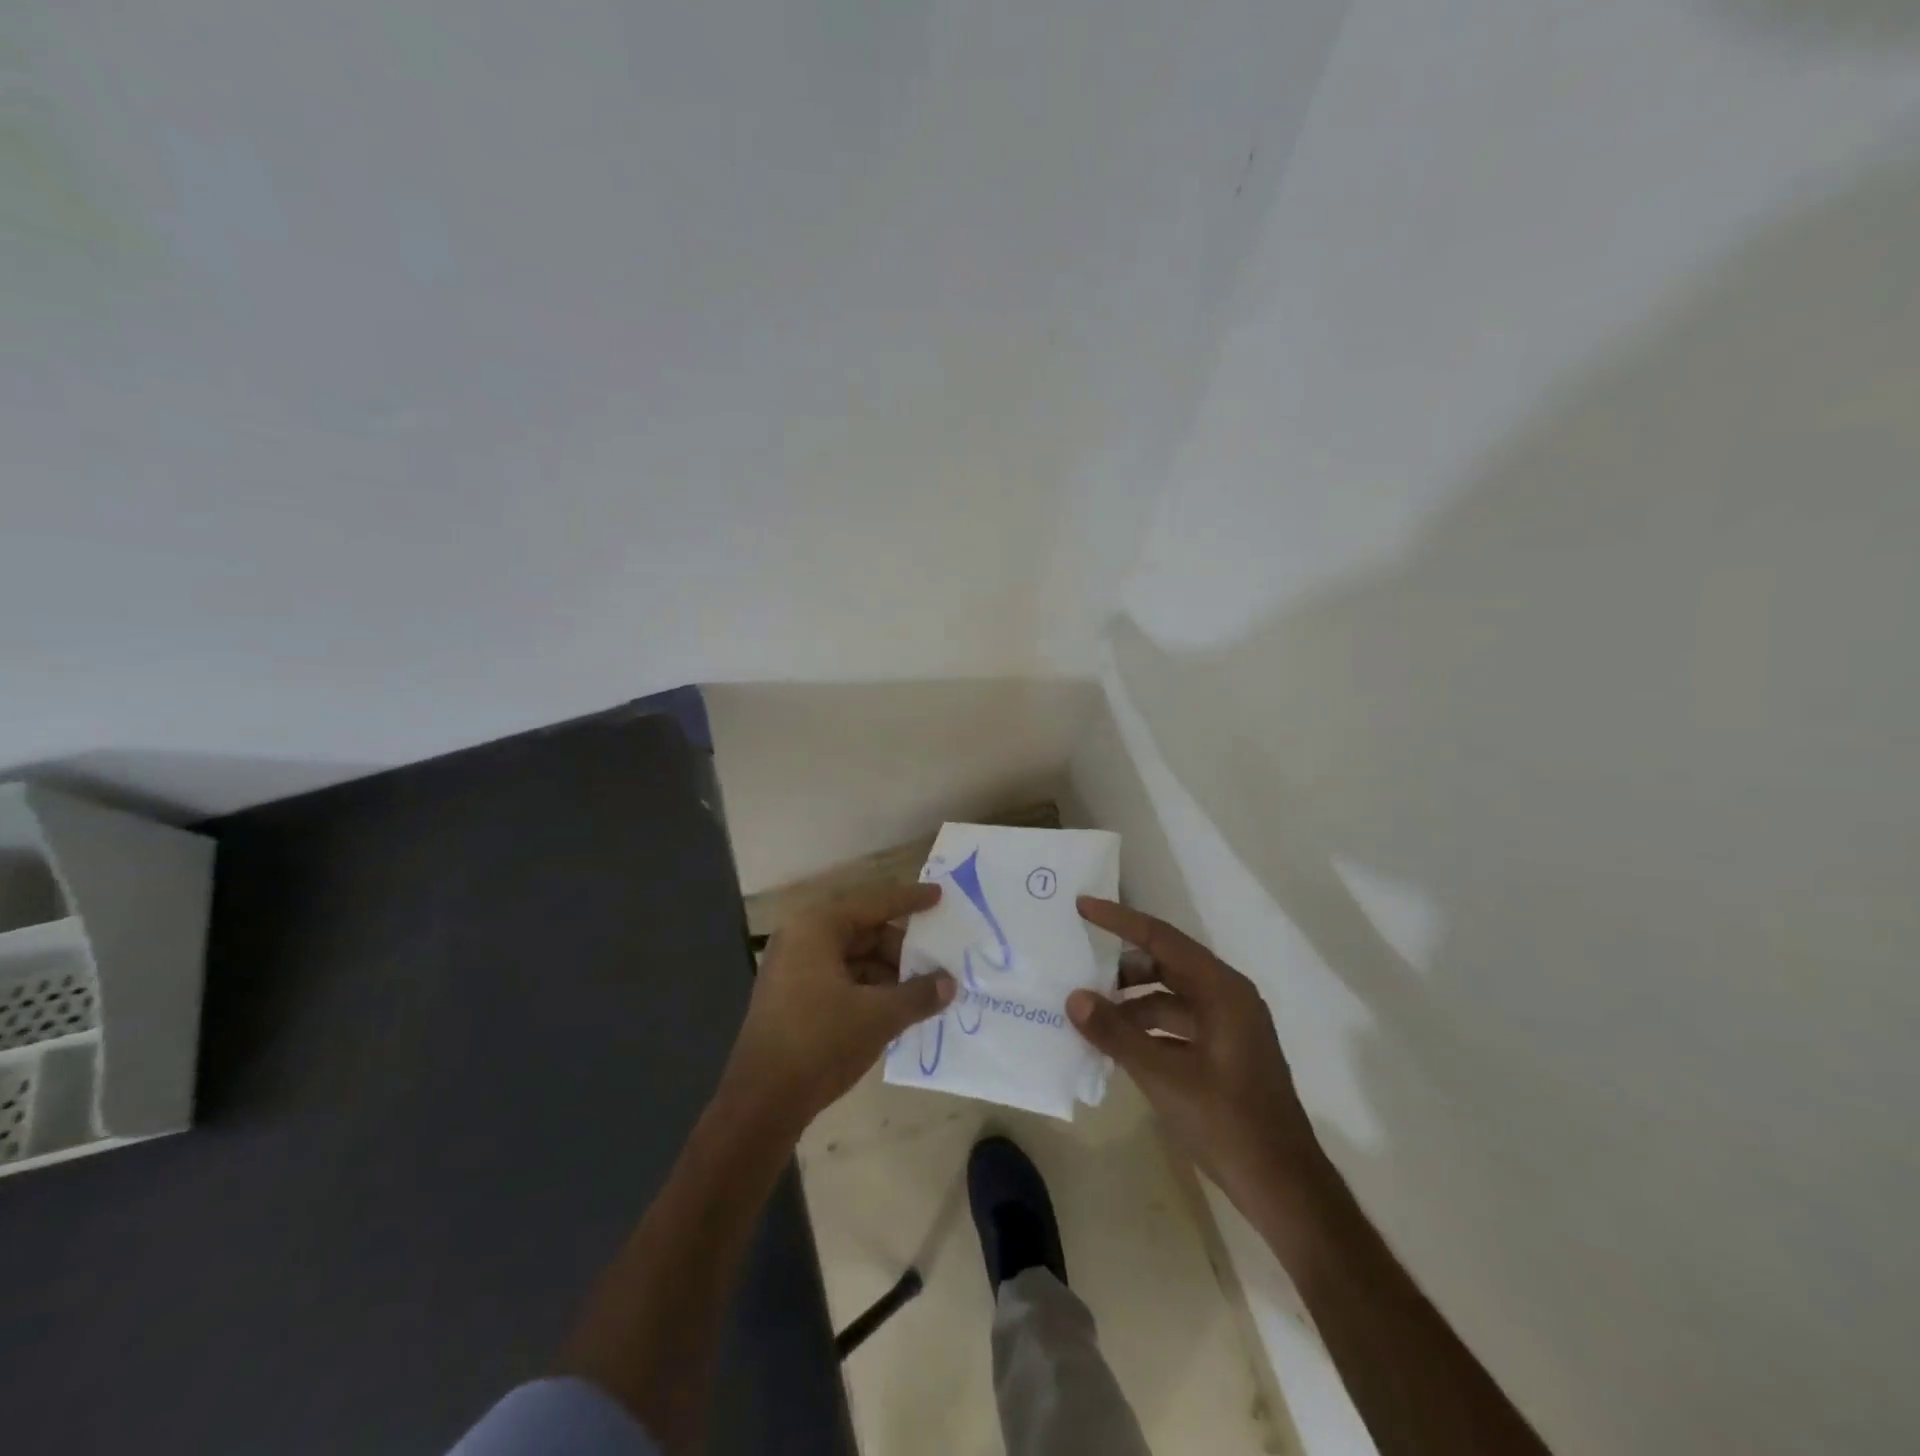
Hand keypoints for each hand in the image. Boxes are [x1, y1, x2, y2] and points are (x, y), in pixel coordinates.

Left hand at [719, 882, 954, 1134]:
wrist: (761, 1103)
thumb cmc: (820, 1043)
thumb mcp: (878, 1016)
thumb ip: (918, 994)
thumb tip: (949, 983)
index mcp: (817, 927)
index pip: (874, 902)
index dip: (910, 900)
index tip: (940, 896)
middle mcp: (801, 938)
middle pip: (864, 930)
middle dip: (901, 947)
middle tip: (937, 961)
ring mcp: (793, 968)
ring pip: (853, 957)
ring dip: (888, 971)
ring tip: (922, 990)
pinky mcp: (792, 996)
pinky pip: (840, 978)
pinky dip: (868, 987)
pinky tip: (895, 1007)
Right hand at [1068, 898, 1325, 1221]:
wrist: (1285, 1189)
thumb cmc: (1229, 1124)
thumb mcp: (1165, 1078)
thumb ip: (1116, 1034)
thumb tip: (1074, 998)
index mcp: (1222, 990)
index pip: (1162, 939)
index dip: (1120, 920)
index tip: (1083, 906)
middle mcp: (1228, 997)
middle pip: (1167, 964)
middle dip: (1123, 966)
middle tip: (1080, 968)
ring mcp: (1229, 1026)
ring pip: (1170, 996)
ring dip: (1132, 1002)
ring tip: (1091, 1014)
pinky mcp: (1224, 1052)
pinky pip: (1177, 1023)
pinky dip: (1147, 1027)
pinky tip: (1118, 1045)